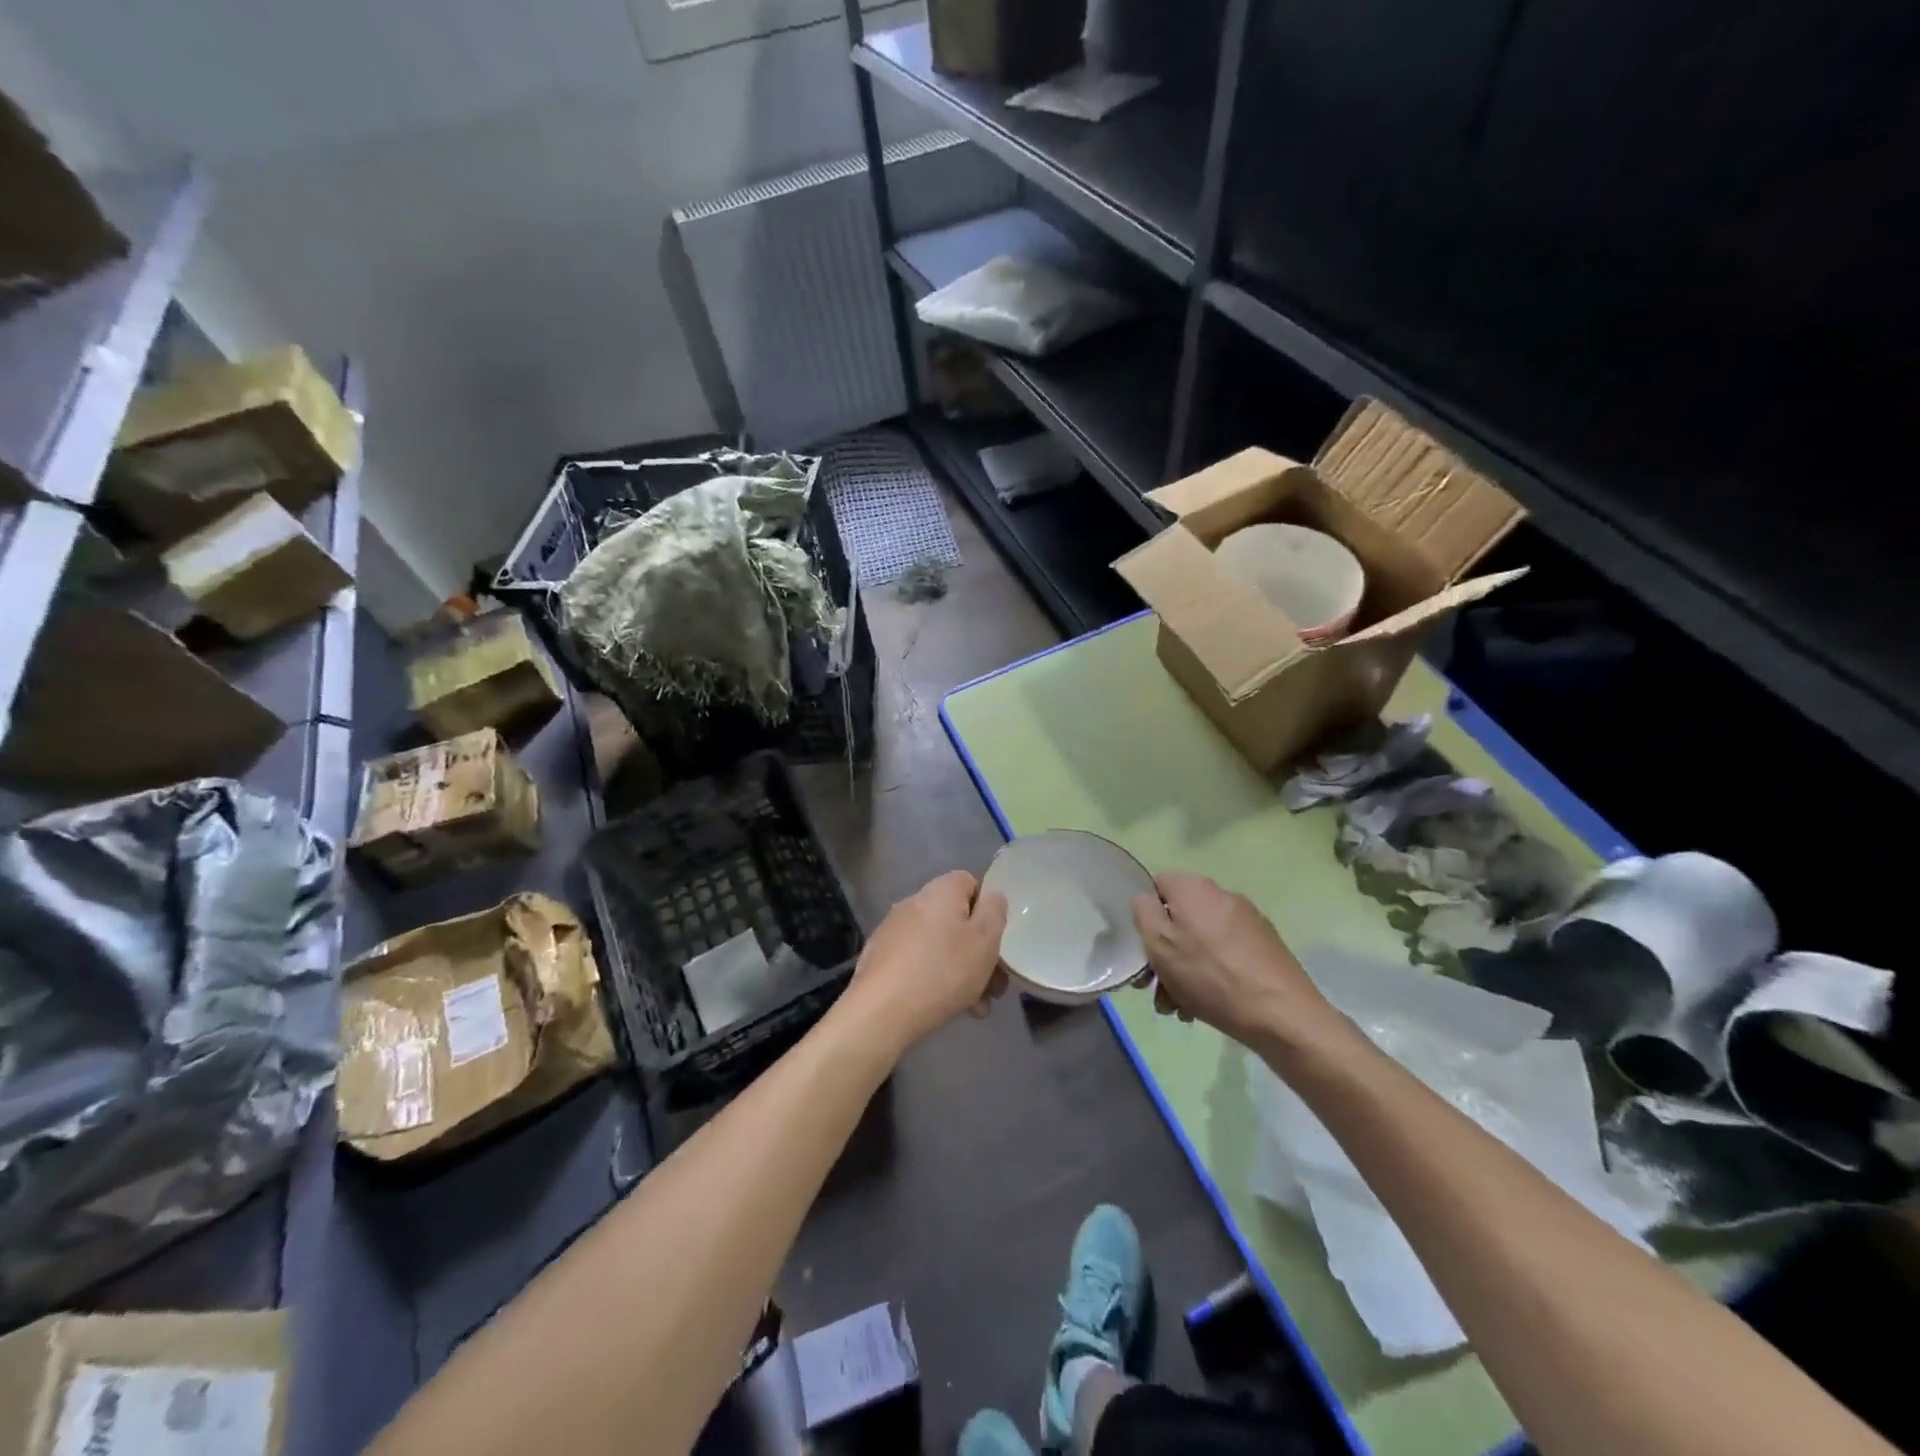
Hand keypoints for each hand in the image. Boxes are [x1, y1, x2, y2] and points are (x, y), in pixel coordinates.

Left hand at [843, 870, 1008, 1055]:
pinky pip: (918, 963)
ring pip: (940, 946)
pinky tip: (946, 1009)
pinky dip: (935, 980)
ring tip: (976, 1007)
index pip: (970, 883)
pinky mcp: (880, 958)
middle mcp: (914, 903)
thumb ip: (995, 911)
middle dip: (978, 952)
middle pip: (956, 920)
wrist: (881, 1011)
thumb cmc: (942, 971)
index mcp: (940, 891)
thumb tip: (992, 897)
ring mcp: (893, 931)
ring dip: (961, 972)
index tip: (996, 940)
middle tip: (994, 986)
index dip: (988, 910)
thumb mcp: (984, 939)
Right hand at [1130, 873, 1342, 1050]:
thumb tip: (1146, 900)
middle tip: (1159, 989)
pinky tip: (1209, 1004)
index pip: (1157, 886)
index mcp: (1195, 888)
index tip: (1144, 950)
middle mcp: (1223, 895)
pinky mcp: (1266, 945)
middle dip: (1165, 953)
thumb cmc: (1210, 976)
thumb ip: (1143, 913)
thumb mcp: (1160, 944)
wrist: (1282, 1014)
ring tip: (1182, 1007)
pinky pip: (1225, 952)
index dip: (1146, 916)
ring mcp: (1248, 920)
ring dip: (1186, 969)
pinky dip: (1213, 973)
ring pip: (1202, 940)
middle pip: (1180, 918)